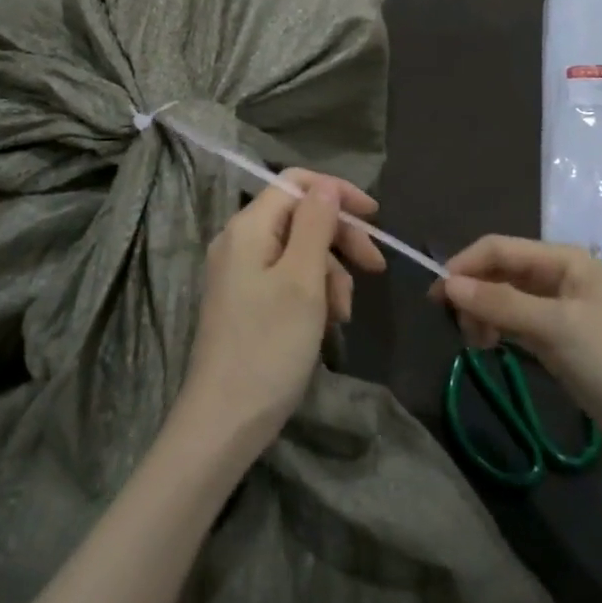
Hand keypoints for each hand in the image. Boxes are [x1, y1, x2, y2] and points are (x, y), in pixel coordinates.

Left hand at [180, 171, 386, 450]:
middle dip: (340, 239)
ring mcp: (239, 272)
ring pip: (298, 251)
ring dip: (330, 273)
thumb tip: (325, 184)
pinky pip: (287, 278)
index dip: (336, 193)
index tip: (375, 218)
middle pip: (299, 217)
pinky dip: (313, 293)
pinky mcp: (245, 300)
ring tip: (345, 313)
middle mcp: (239, 241)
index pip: (295, 183)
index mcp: (248, 227)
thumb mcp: (303, 281)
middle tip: (375, 269)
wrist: (225, 419)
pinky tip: (328, 323)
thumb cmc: (269, 346)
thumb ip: (315, 225)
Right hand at [437, 237, 601, 475]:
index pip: (498, 248)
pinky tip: (490, 348)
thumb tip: (447, 285)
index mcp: (563, 260)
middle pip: (498, 272)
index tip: (437, 297)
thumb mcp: (556, 328)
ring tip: (477, 344)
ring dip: (482, 315)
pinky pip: (514, 324)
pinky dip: (497, 331)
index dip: (464, 266)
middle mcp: (557, 277)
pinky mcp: (557, 340)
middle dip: (472, 293)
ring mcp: (557, 310)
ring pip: (502, 299)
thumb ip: (500, 303)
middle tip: (458, 328)